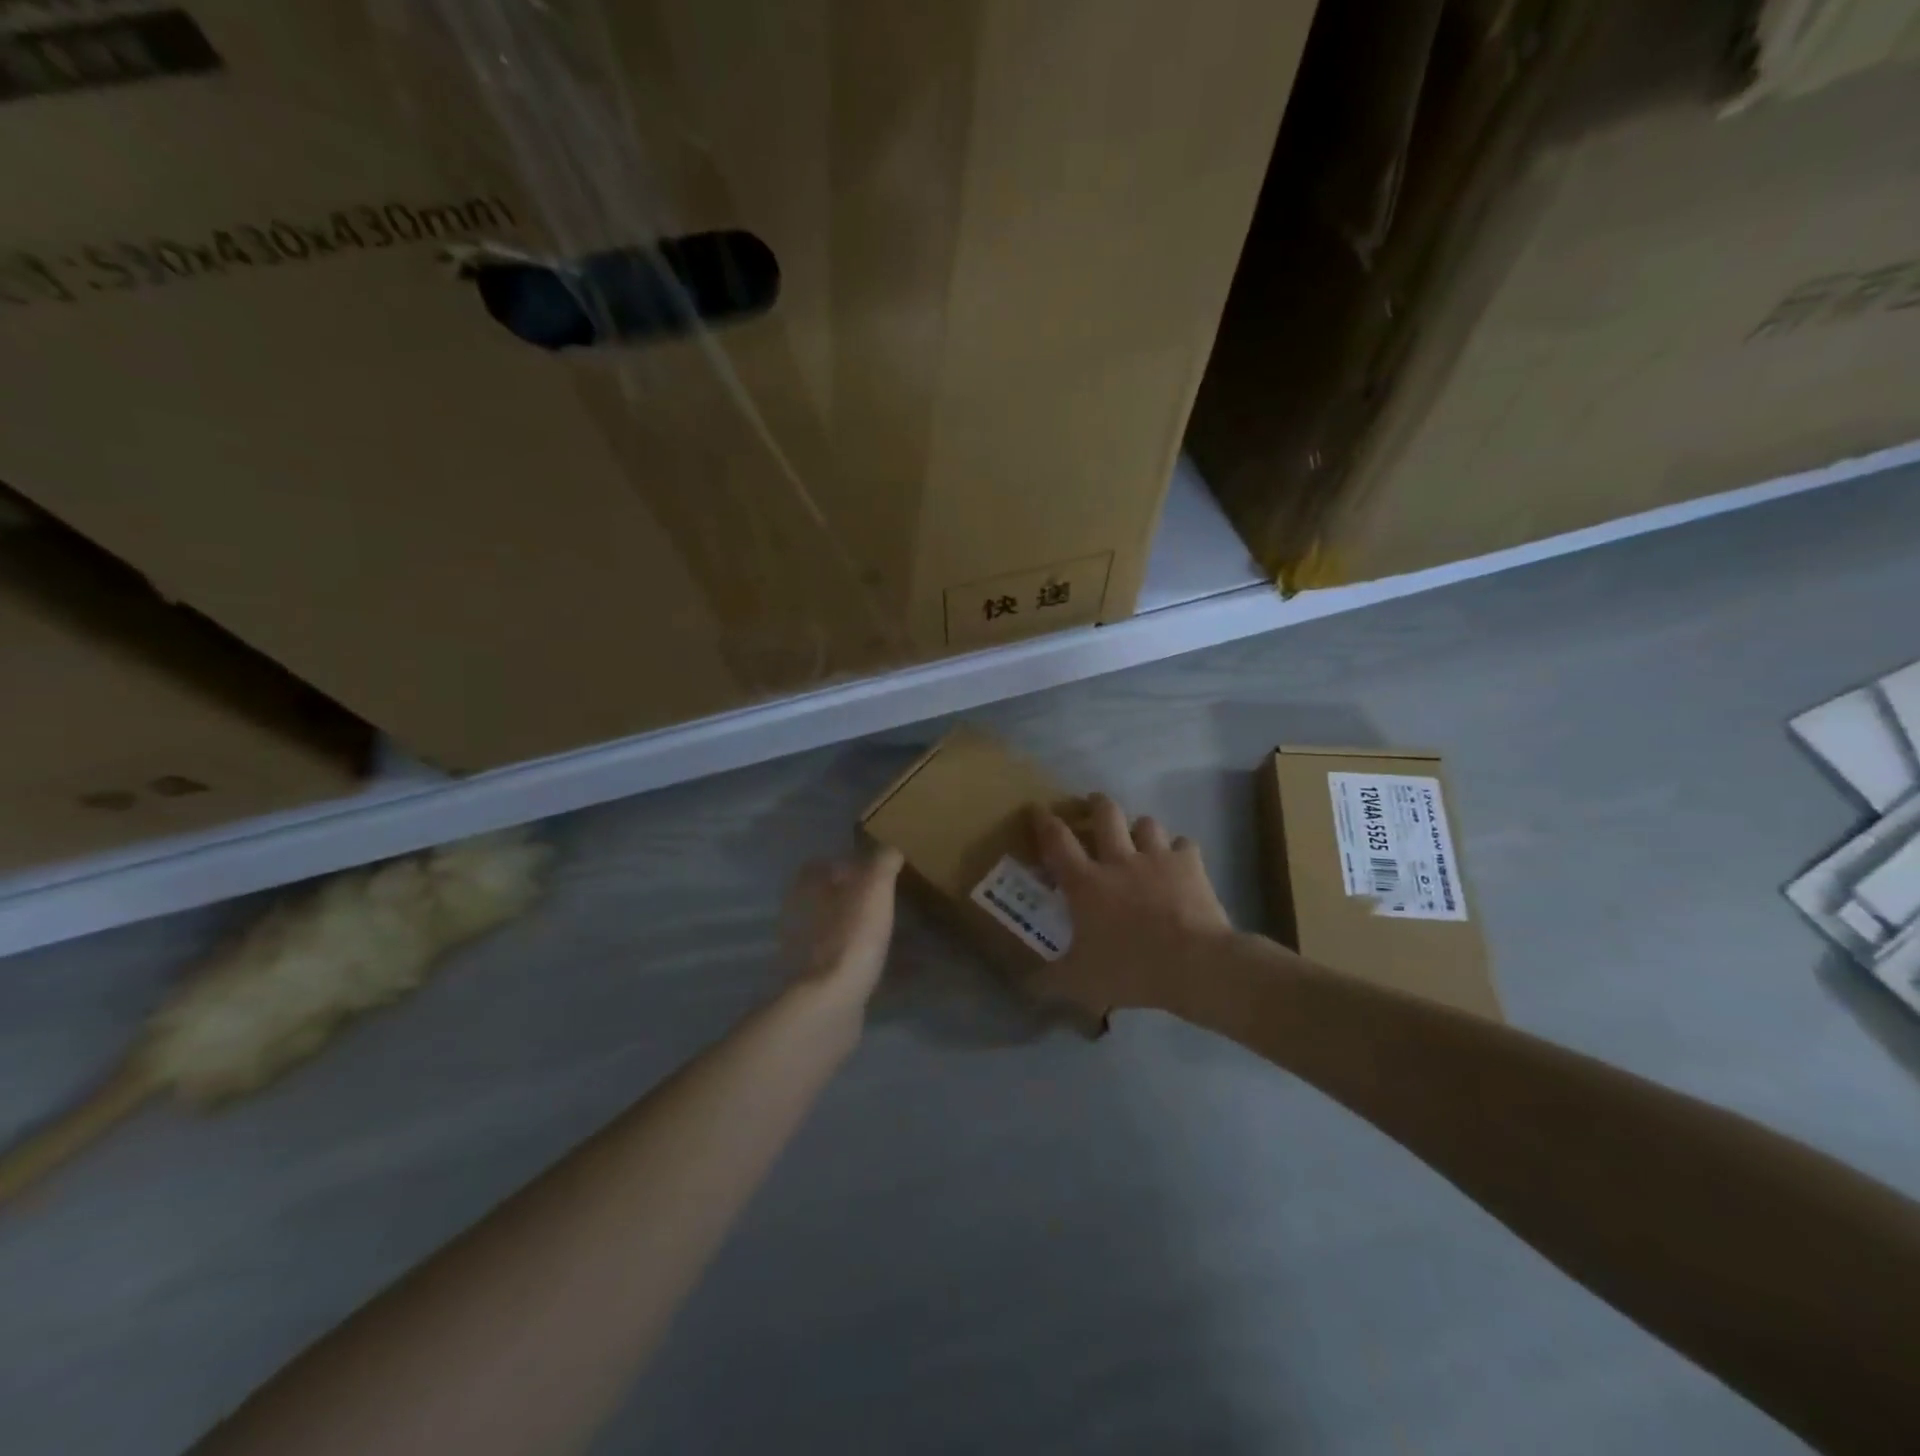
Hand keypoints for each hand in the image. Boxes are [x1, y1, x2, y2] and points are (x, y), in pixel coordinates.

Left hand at [782, 847, 903, 1006]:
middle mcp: (799, 917)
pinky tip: (892, 967)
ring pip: (834, 931)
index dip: (846, 863)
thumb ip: (882, 862)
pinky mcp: (817, 982)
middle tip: (886, 899)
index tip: (874, 868)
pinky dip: (864, 960)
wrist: (830, 1003)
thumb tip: (890, 850)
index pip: (820, 865)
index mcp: (807, 889)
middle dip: (853, 898)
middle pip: (827, 899)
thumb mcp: (874, 887)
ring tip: (892, 932)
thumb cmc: (850, 935)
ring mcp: (804, 952)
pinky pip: (844, 962)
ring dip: (858, 929)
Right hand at [1029, 795, 1232, 1014]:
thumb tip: (1025, 985)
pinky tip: (1178, 861)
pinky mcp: (1190, 865)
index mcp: (1086, 883)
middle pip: (1105, 814)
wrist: (1194, 964)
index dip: (1043, 821)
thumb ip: (1051, 980)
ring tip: (1139, 837)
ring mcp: (1156, 858)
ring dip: (1139, 827)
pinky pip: (1183, 844)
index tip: (1037, 808)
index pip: (1056, 840)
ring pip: (1145, 823)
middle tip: (1093, 805)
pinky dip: (1179, 850)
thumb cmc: (1130, 969)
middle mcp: (1118, 860)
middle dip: (1096, 803)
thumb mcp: (1081, 982)